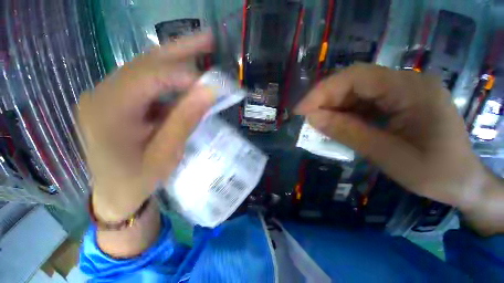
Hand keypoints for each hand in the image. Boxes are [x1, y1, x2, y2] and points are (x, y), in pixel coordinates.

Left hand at [78, 33, 214, 221]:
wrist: (115, 193)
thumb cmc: (138, 179)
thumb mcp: (167, 153)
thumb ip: (186, 119)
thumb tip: (209, 91)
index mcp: (108, 111)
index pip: (151, 76)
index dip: (186, 75)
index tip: (213, 84)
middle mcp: (102, 93)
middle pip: (146, 61)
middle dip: (181, 49)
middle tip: (208, 38)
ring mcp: (107, 94)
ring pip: (147, 67)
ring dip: (177, 59)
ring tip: (202, 50)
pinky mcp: (117, 99)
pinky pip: (147, 81)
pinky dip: (171, 77)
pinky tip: (187, 77)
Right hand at [296, 64, 490, 213]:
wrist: (464, 183)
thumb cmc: (435, 174)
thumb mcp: (388, 156)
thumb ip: (348, 133)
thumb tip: (312, 118)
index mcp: (411, 89)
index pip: (356, 77)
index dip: (322, 91)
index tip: (300, 110)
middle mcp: (406, 82)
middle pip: (354, 81)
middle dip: (325, 98)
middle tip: (306, 118)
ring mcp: (402, 91)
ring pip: (356, 91)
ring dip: (333, 106)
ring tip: (317, 122)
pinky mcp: (397, 102)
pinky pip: (363, 102)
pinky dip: (344, 112)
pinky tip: (336, 124)